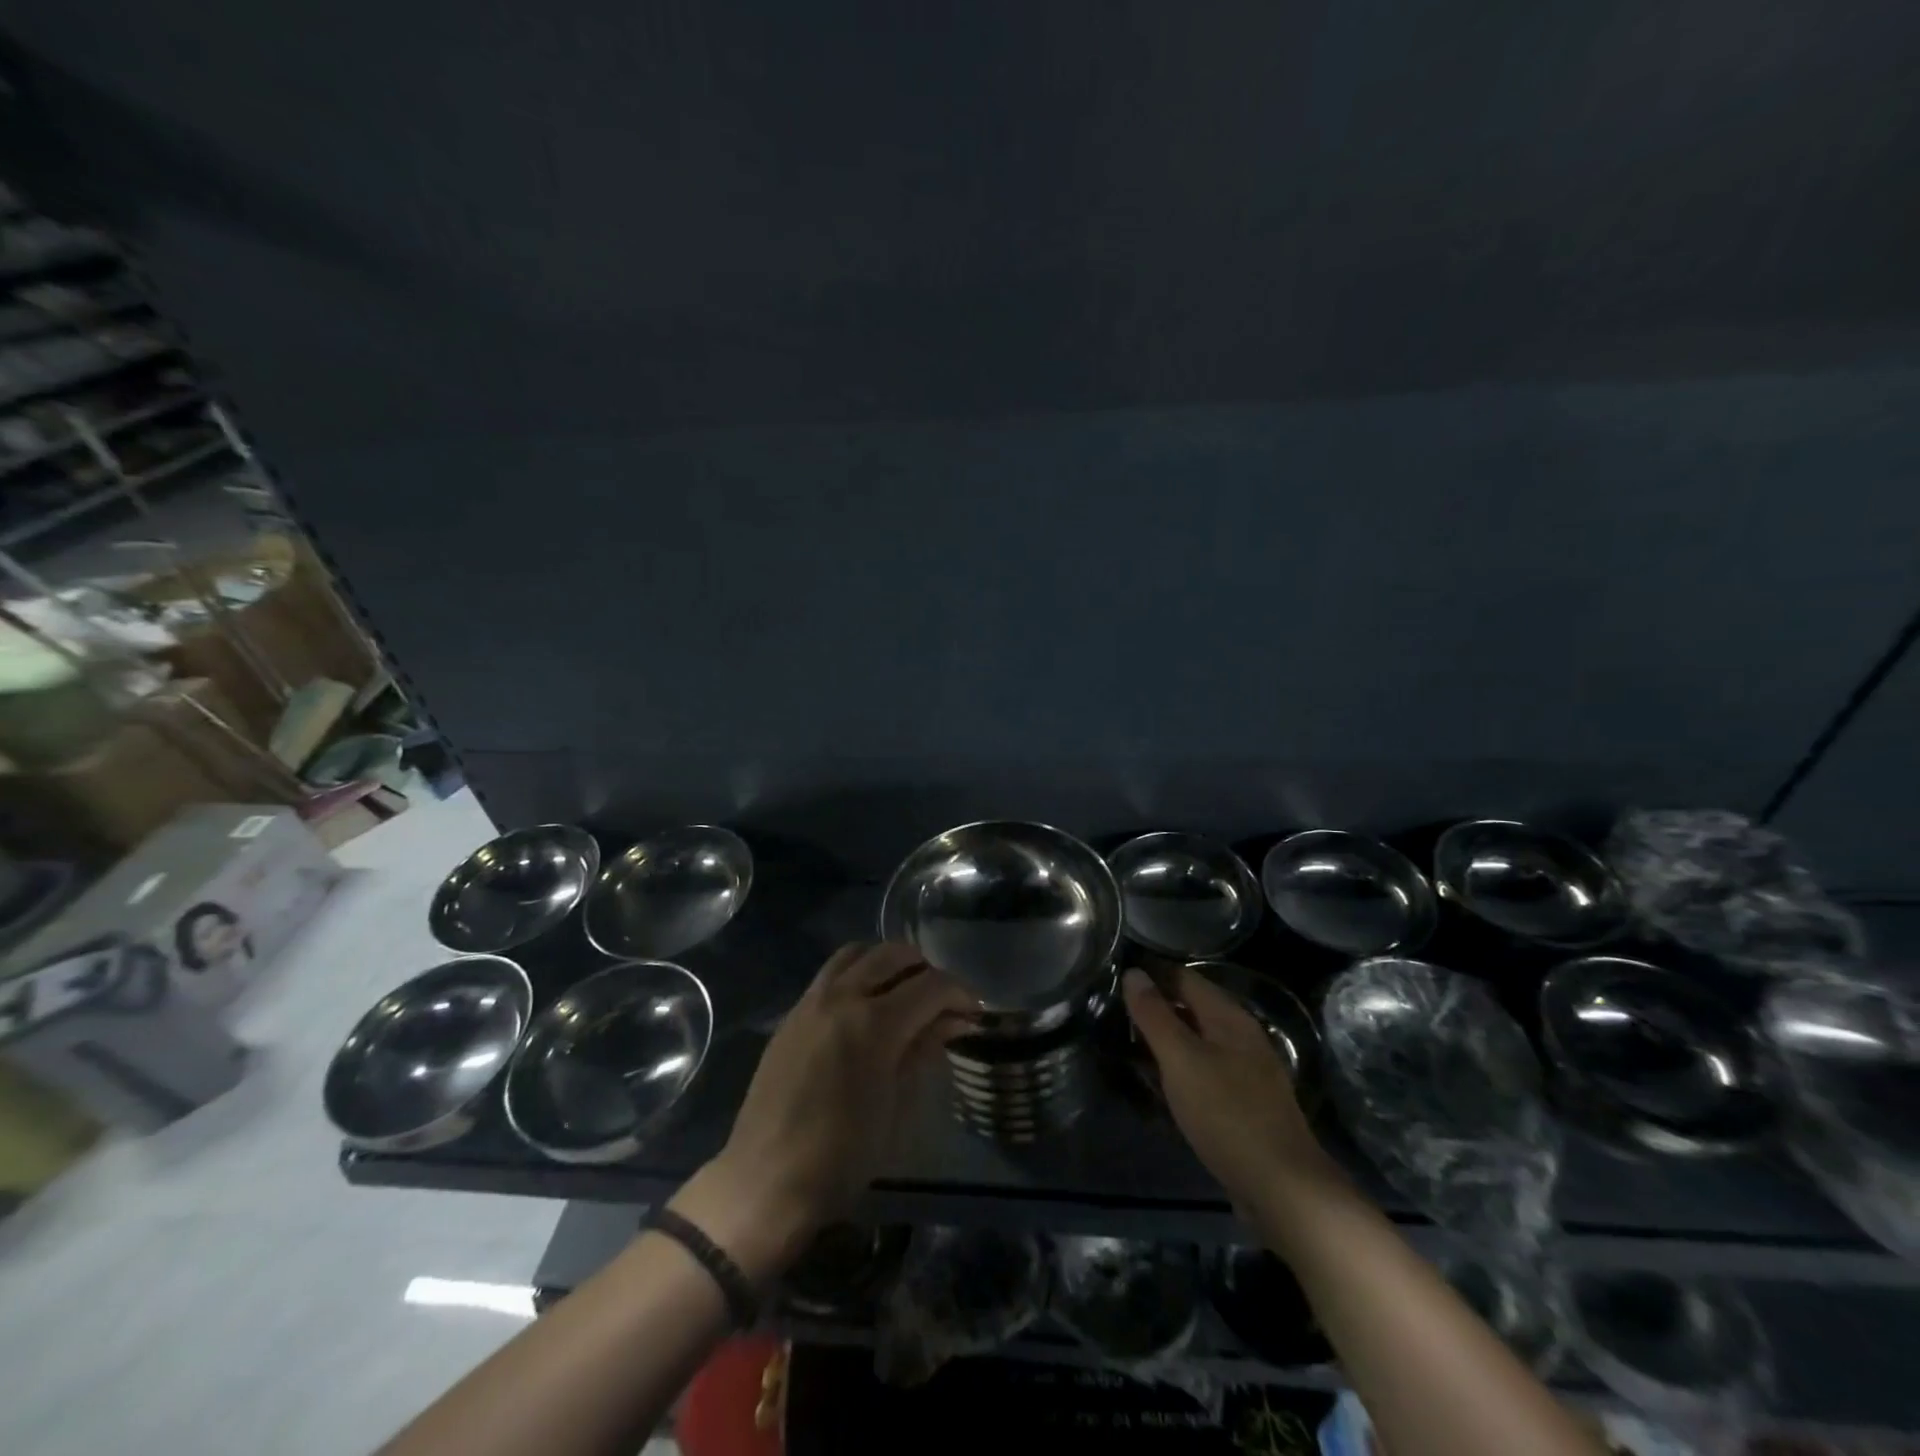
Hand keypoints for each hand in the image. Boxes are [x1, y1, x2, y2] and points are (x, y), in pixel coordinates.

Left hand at [674, 943, 974, 1278]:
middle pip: (893, 955)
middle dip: (926, 970)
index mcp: (874, 1022)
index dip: (959, 994)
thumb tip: (952, 1020)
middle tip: (941, 1000)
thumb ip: (924, 1051)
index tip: (973, 1013)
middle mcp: (841, 997)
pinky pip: (830, 974)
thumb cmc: (842, 1156)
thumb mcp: (898, 1107)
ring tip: (903, 992)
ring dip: (887, 963)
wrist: (766, 1181)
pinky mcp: (791, 1015)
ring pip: (857, 954)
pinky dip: (857, 974)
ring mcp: (811, 1001)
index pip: (930, 985)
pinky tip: (865, 1007)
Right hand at [1122, 965, 1337, 1211]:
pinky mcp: (1244, 1105)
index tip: (1115, 976)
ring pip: (1197, 1042)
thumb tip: (1133, 972)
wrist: (1283, 1190)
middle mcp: (1241, 1037)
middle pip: (1192, 1008)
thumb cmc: (1227, 1114)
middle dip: (1156, 1007)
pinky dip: (1178, 1069)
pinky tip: (1159, 1083)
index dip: (1151, 974)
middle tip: (1113, 1011)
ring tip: (1127, 1044)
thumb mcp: (1181, 1059)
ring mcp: (1246, 1073)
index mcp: (1230, 1017)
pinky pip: (1203, 1072)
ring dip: (1165, 1040)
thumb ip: (1155, 1015)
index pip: (1184, 978)